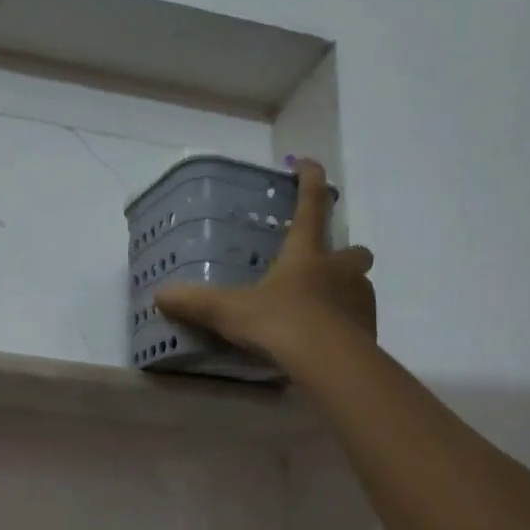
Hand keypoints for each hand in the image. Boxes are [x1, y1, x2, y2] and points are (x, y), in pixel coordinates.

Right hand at [154, 158, 374, 366]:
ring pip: (359, 285)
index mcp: (307, 254)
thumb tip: (159, 295)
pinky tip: (325, 340)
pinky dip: (346, 325)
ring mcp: (359, 301)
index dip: (309, 180)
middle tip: (321, 265)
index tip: (307, 163)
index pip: (311, 205)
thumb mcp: (230, 312)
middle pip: (354, 250)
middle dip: (343, 253)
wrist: (331, 365)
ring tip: (318, 308)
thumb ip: (196, 302)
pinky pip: (359, 320)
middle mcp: (339, 271)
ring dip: (344, 290)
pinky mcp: (369, 333)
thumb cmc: (281, 324)